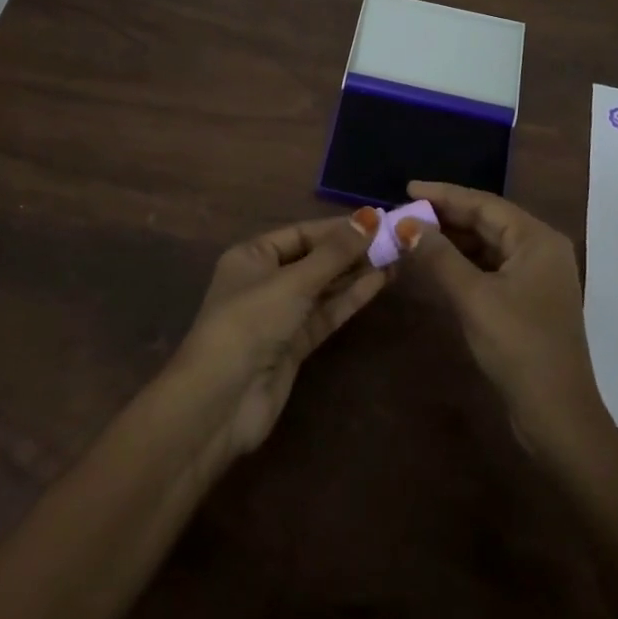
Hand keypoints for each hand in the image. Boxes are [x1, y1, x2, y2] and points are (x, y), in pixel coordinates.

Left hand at [170, 210, 387, 464]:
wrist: (221, 401)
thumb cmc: (250, 322)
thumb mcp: (293, 281)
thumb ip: (334, 253)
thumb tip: (370, 217)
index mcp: (252, 256)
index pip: (302, 233)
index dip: (338, 228)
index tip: (377, 221)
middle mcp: (265, 281)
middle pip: (315, 259)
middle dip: (352, 250)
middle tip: (395, 239)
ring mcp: (281, 315)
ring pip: (324, 287)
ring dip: (356, 273)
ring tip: (396, 257)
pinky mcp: (295, 344)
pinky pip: (326, 313)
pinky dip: (350, 298)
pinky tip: (379, 282)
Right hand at [398, 182, 609, 457]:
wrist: (557, 415)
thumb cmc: (518, 347)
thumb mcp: (473, 298)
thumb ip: (439, 256)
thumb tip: (406, 223)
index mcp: (537, 239)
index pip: (484, 203)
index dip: (443, 194)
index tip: (406, 188)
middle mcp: (541, 249)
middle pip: (487, 221)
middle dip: (445, 217)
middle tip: (403, 213)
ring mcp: (537, 275)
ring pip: (487, 244)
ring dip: (452, 240)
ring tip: (412, 235)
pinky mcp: (528, 299)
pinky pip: (491, 267)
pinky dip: (463, 262)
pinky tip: (435, 264)